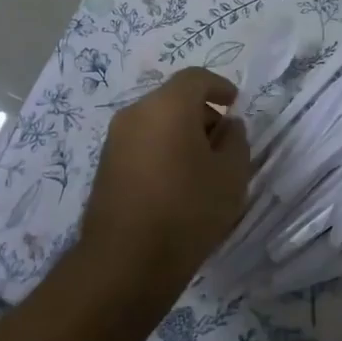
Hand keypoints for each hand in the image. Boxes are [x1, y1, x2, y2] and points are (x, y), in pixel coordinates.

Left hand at [79, 69, 251, 300]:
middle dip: (201, 114)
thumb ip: (236, 140)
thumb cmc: (188, 210)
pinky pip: (141, 144)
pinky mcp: (105, 166)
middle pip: (174, 99)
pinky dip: (161, 150)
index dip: (219, 86)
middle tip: (223, 144)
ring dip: (180, 134)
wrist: (126, 262)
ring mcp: (115, 140)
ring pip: (156, 122)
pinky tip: (176, 184)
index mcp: (168, 105)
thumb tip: (228, 126)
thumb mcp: (231, 175)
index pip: (196, 78)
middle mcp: (136, 113)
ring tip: (202, 169)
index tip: (235, 104)